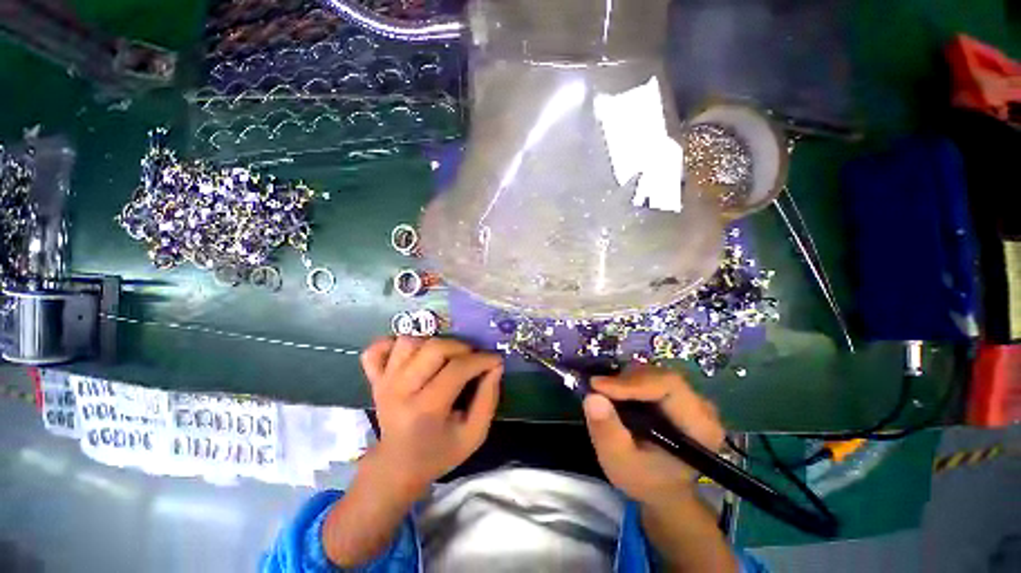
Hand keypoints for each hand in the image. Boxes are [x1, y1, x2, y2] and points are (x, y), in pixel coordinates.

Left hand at [361, 336, 502, 496]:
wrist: (397, 467)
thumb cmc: (439, 453)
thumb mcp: (474, 435)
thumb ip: (488, 399)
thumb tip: (495, 366)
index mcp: (425, 410)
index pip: (457, 369)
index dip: (482, 359)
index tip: (495, 360)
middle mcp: (400, 390)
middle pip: (433, 348)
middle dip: (461, 347)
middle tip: (472, 359)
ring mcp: (384, 382)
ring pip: (409, 342)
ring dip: (433, 343)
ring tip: (445, 358)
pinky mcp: (374, 379)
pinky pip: (376, 350)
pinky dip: (392, 344)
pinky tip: (411, 354)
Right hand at [582, 365, 724, 504]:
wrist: (663, 489)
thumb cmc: (644, 480)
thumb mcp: (619, 462)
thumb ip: (607, 431)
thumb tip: (592, 397)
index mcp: (700, 427)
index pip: (668, 386)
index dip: (632, 382)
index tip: (598, 387)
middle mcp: (701, 407)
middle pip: (660, 376)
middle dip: (625, 380)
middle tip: (598, 389)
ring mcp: (691, 399)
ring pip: (654, 373)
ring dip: (625, 380)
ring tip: (605, 394)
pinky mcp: (677, 395)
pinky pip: (651, 377)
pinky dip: (629, 382)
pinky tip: (616, 394)